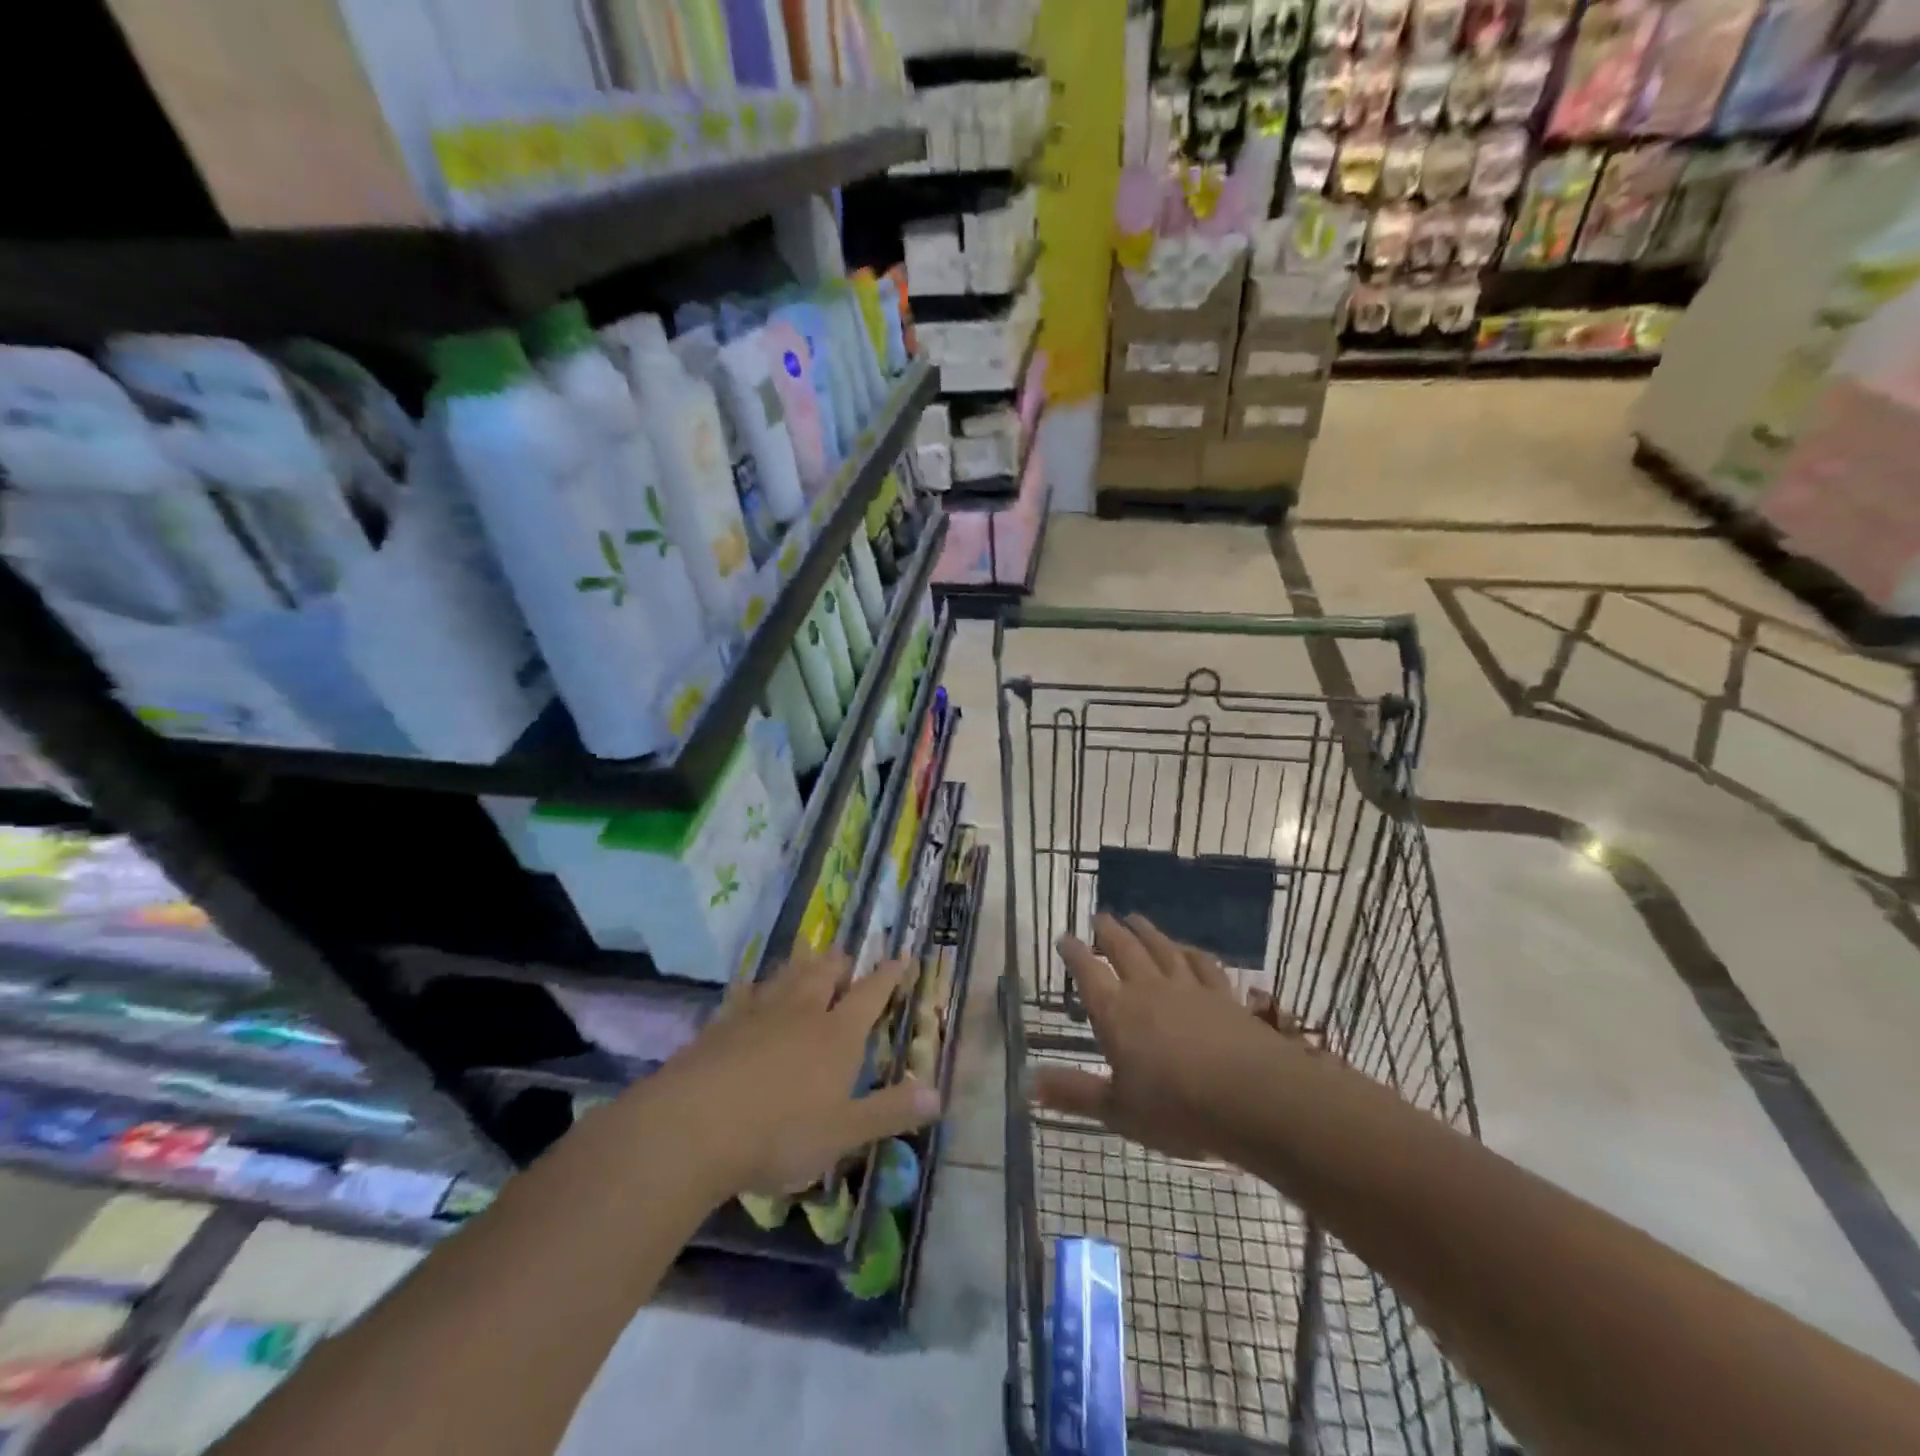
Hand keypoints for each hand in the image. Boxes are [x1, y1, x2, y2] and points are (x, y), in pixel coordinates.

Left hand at [646, 949, 940, 1197]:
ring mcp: (758, 1014)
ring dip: (801, 965)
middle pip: (825, 974)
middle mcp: (801, 1012)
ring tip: (807, 956)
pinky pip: (744, 993)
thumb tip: (938, 1094)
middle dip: (840, 963)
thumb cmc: (780, 1133)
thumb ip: (890, 1111)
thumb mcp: (844, 1132)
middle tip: (846, 956)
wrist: (694, 1126)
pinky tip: (751, 987)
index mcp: (837, 1035)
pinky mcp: (721, 1024)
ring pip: (786, 976)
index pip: (871, 994)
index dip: (889, 975)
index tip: (902, 957)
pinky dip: (755, 986)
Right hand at [1031, 913, 1307, 1160]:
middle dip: (1108, 932)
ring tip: (1135, 918)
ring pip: (1161, 948)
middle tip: (1099, 916)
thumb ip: (1073, 1093)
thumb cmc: (1176, 1108)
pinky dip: (1191, 952)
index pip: (1088, 973)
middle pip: (1123, 950)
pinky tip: (1188, 948)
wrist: (1253, 1097)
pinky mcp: (1223, 995)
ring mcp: (1188, 988)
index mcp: (1116, 1013)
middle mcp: (1147, 989)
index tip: (1064, 937)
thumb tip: (1026, 1084)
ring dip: (1146, 932)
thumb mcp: (1117, 1110)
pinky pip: (1202, 964)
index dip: (1074, 953)